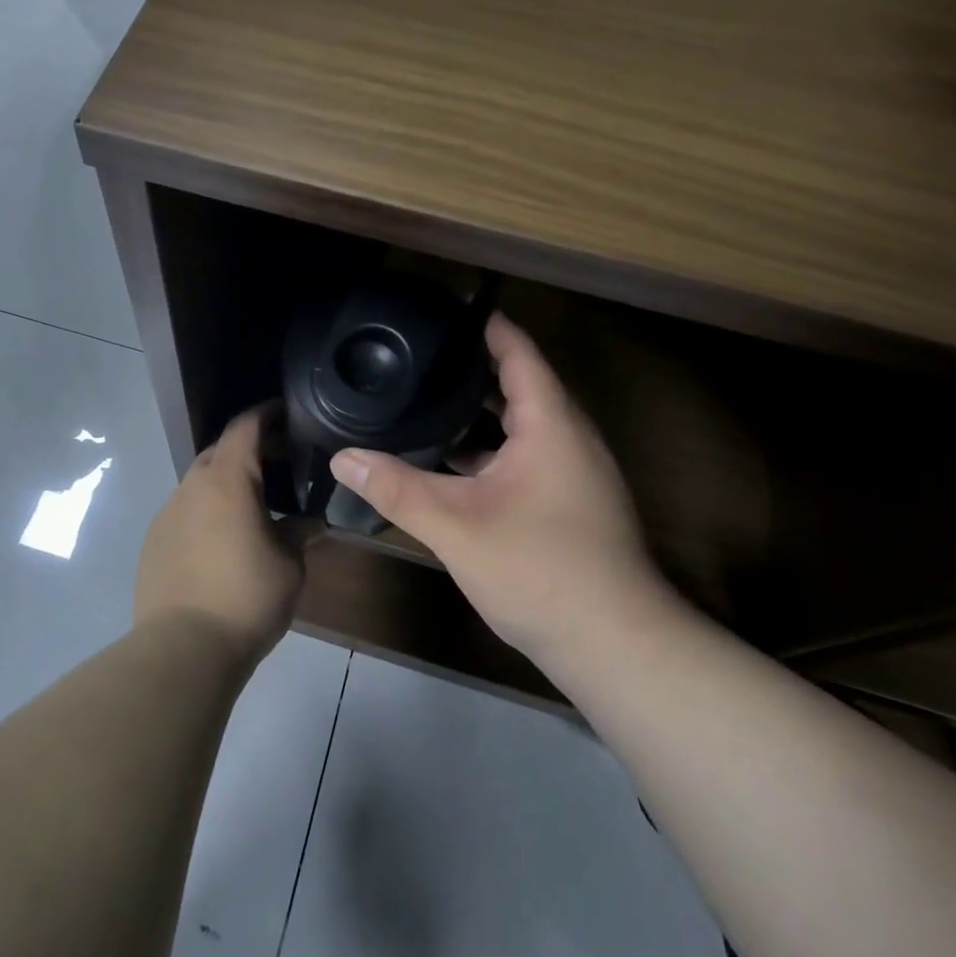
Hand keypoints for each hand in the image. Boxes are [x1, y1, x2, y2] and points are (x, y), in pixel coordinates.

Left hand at [135, 406, 306, 666]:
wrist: (183, 648)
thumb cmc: (246, 597)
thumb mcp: (289, 565)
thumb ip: (299, 534)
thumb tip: (310, 523)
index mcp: (226, 481)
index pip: (244, 428)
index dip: (264, 414)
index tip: (284, 411)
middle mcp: (191, 487)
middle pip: (217, 452)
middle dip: (245, 450)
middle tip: (276, 464)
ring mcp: (166, 514)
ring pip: (197, 484)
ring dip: (223, 484)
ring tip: (250, 506)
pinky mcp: (152, 542)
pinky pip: (183, 512)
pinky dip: (204, 512)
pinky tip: (220, 540)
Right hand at [329, 314, 684, 668]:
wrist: (613, 644)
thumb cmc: (540, 570)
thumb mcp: (456, 526)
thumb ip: (396, 488)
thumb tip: (341, 458)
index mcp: (551, 424)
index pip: (518, 352)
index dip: (485, 326)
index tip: (444, 311)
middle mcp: (568, 438)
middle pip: (519, 385)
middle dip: (471, 369)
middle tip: (418, 357)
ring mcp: (572, 473)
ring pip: (520, 426)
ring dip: (478, 415)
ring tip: (423, 402)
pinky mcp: (568, 503)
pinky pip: (524, 456)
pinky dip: (488, 451)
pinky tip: (449, 466)